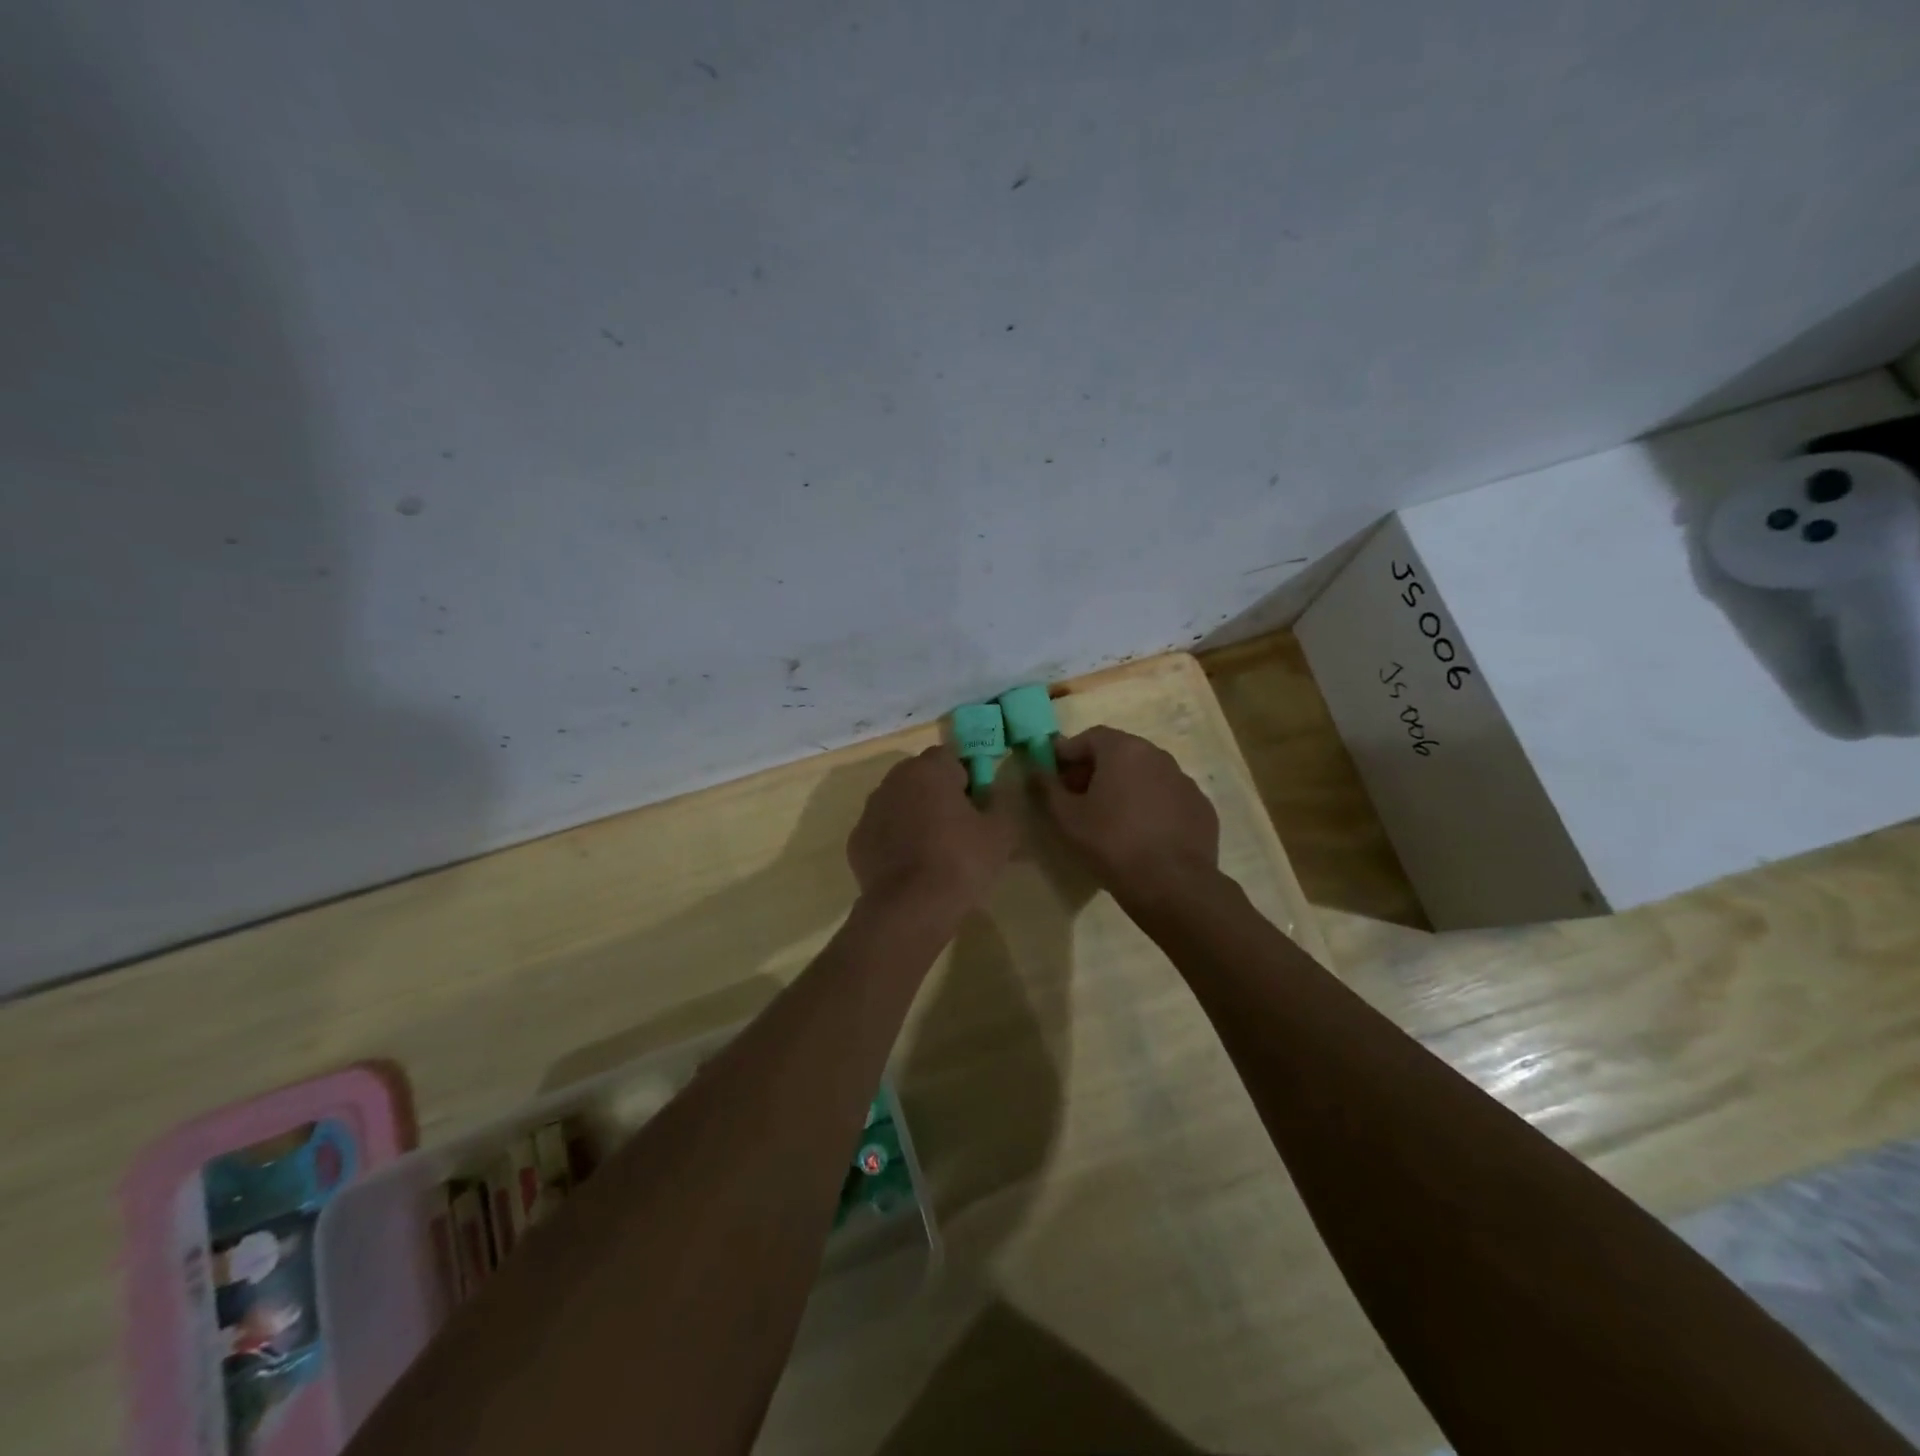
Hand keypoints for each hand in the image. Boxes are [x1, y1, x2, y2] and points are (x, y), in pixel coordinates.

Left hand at [847, 747, 1016, 918]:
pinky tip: (912, 867)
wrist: (910, 908)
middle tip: (961, 828)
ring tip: (936, 852)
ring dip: (916, 816)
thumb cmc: (961, 861)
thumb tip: (992, 794)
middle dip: (940, 795)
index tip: (979, 805)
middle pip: (922, 778)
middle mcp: (893, 780)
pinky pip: (883, 831)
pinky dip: (896, 841)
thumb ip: (1001, 802)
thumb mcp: (1002, 832)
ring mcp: (870, 810)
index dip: (968, 778)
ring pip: (900, 803)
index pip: (951, 757)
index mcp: (928, 769)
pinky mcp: (857, 840)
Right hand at [1033, 726, 1219, 902]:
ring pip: (1145, 775)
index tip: (1053, 775)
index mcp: (1124, 749)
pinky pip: (1167, 797)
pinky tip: (1141, 833)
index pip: (1089, 737)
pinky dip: (1150, 805)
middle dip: (1095, 769)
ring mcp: (1184, 780)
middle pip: (1119, 753)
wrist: (1173, 884)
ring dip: (1124, 787)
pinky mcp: (1201, 807)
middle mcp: (1158, 755)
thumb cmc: (1111, 843)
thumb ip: (1047, 787)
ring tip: (1109, 817)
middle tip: (1077, 797)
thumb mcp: (1067, 818)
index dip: (1067, 753)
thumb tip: (1034, 769)